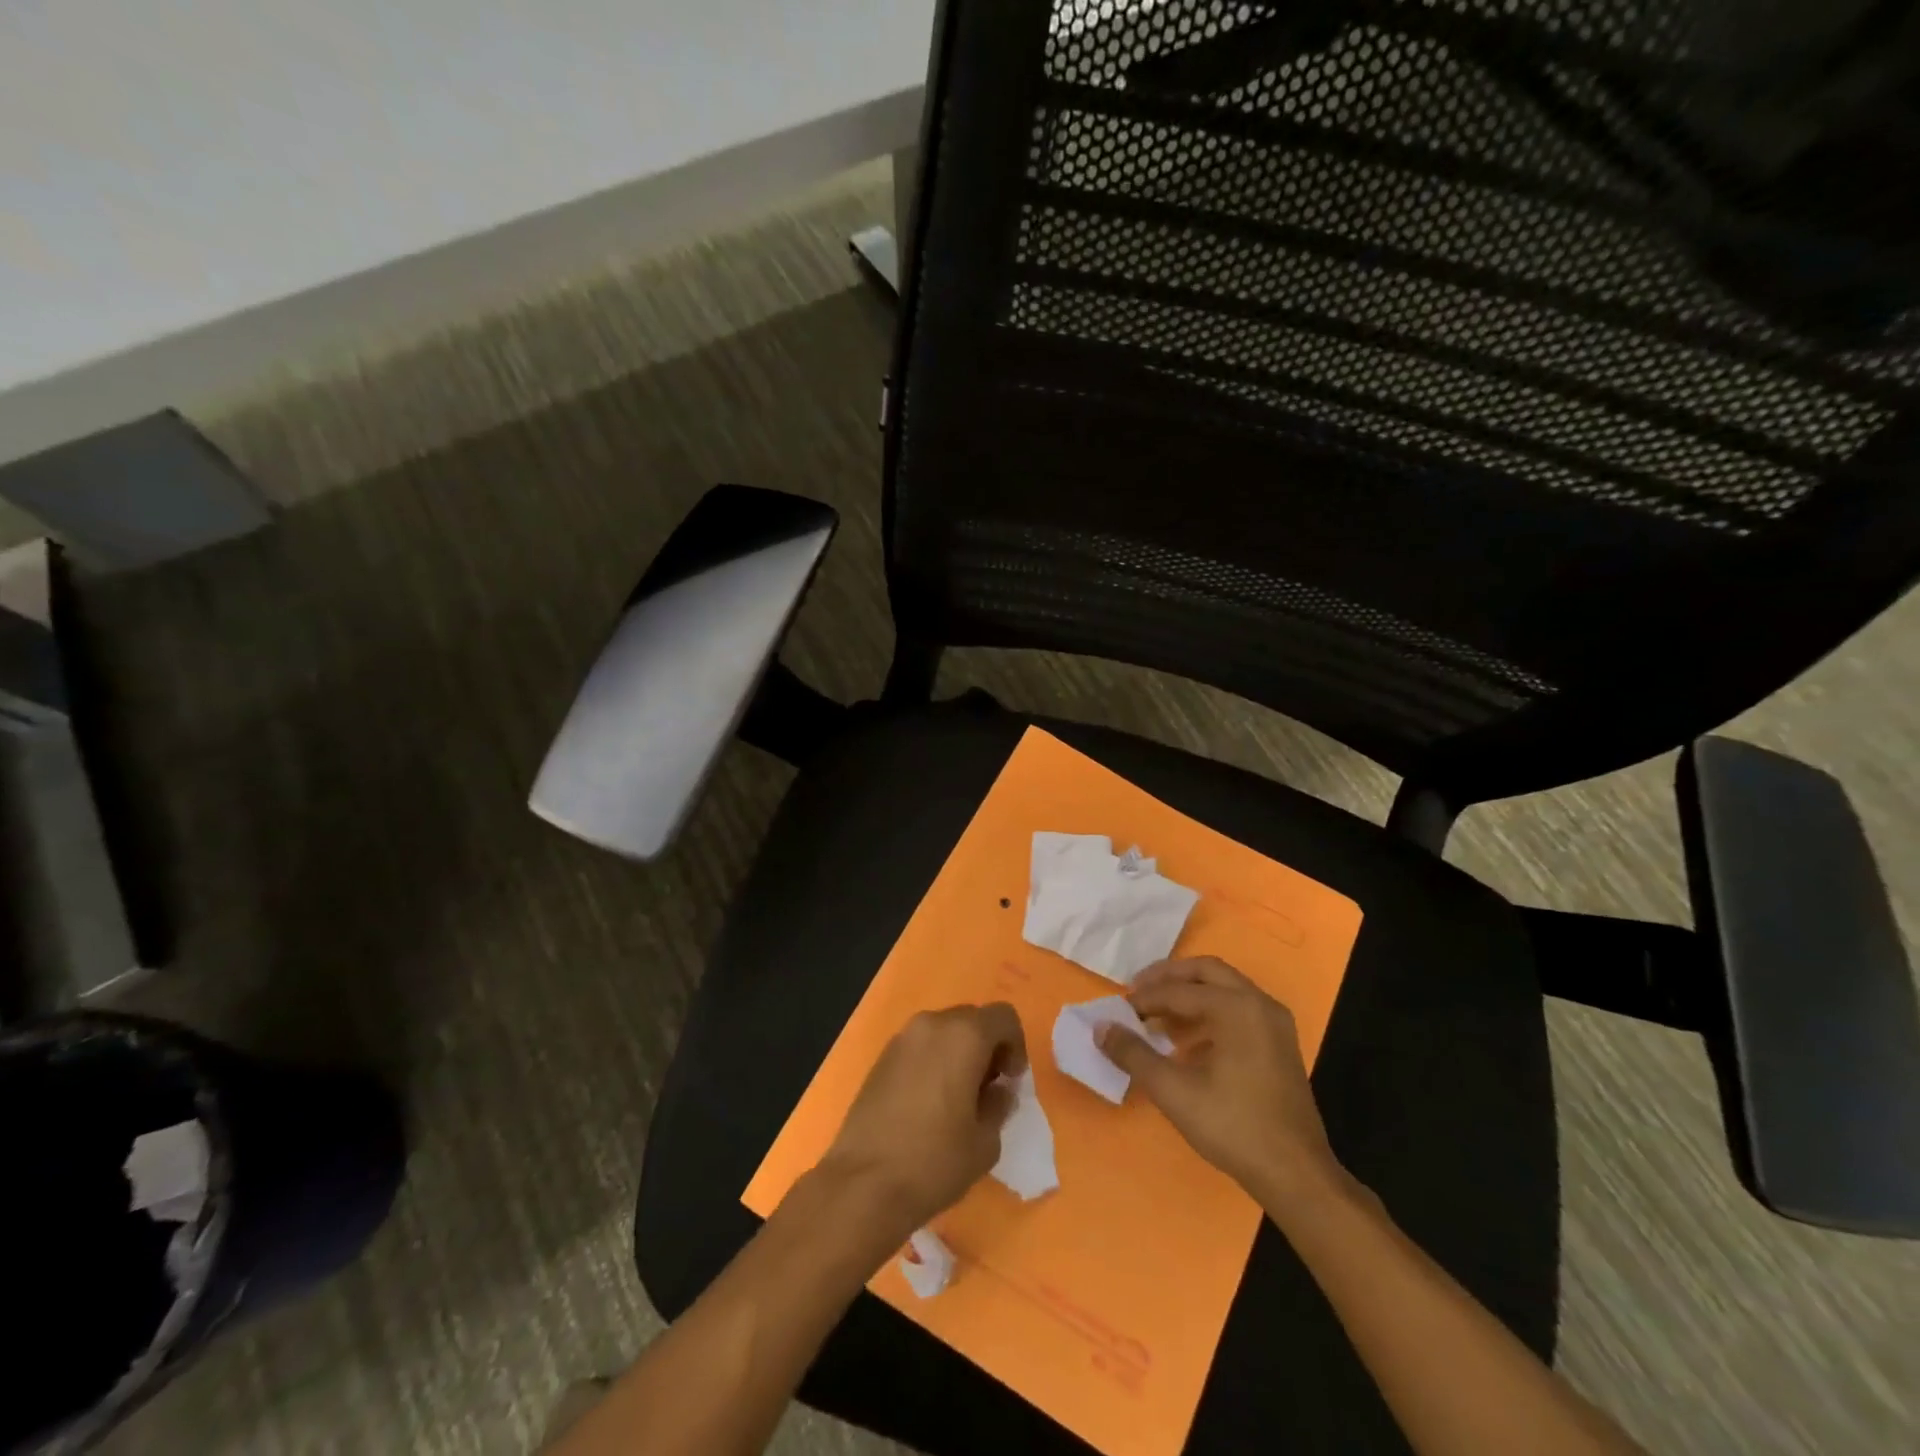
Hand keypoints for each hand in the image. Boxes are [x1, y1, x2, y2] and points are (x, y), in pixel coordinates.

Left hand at [818, 1003, 1027, 1237]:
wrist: (863, 1183)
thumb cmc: (934, 1161)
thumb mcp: (985, 1141)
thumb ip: (998, 1104)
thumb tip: (997, 1090)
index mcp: (964, 1036)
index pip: (1003, 1016)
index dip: (1015, 1046)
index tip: (1010, 1081)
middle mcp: (932, 1024)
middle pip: (972, 1019)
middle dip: (986, 1047)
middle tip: (987, 1089)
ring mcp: (902, 1038)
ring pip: (943, 1031)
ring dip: (958, 1053)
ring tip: (957, 1099)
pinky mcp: (881, 1058)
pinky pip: (919, 1047)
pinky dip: (932, 1062)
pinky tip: (928, 1104)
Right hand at [1098, 958, 1342, 1209]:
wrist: (1296, 1175)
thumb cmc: (1233, 1127)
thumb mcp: (1173, 1091)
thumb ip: (1133, 1054)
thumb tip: (1101, 1028)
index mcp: (1236, 1007)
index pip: (1178, 990)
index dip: (1144, 999)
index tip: (1118, 1012)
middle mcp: (1259, 1004)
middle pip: (1206, 972)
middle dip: (1169, 979)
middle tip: (1137, 993)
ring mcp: (1274, 1023)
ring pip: (1224, 989)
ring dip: (1189, 995)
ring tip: (1158, 1019)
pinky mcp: (1280, 1044)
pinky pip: (1239, 1010)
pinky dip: (1209, 1013)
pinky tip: (1188, 1043)